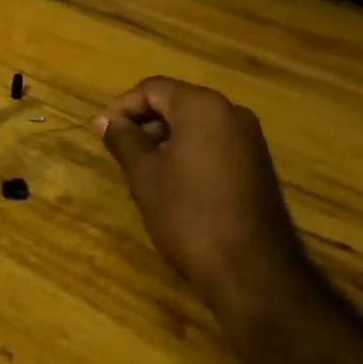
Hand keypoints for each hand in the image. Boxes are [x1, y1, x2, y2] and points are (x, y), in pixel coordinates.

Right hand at [99, 77, 312, 329]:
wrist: (253, 274)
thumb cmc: (190, 216)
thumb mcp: (145, 176)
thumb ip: (123, 140)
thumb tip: (104, 120)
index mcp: (203, 106)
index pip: (153, 88)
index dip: (124, 107)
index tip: (105, 133)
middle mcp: (231, 112)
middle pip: (177, 102)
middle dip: (145, 123)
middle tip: (121, 152)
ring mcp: (249, 139)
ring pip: (196, 124)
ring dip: (166, 139)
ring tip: (144, 171)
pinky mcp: (258, 165)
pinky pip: (215, 143)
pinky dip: (190, 153)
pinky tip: (175, 185)